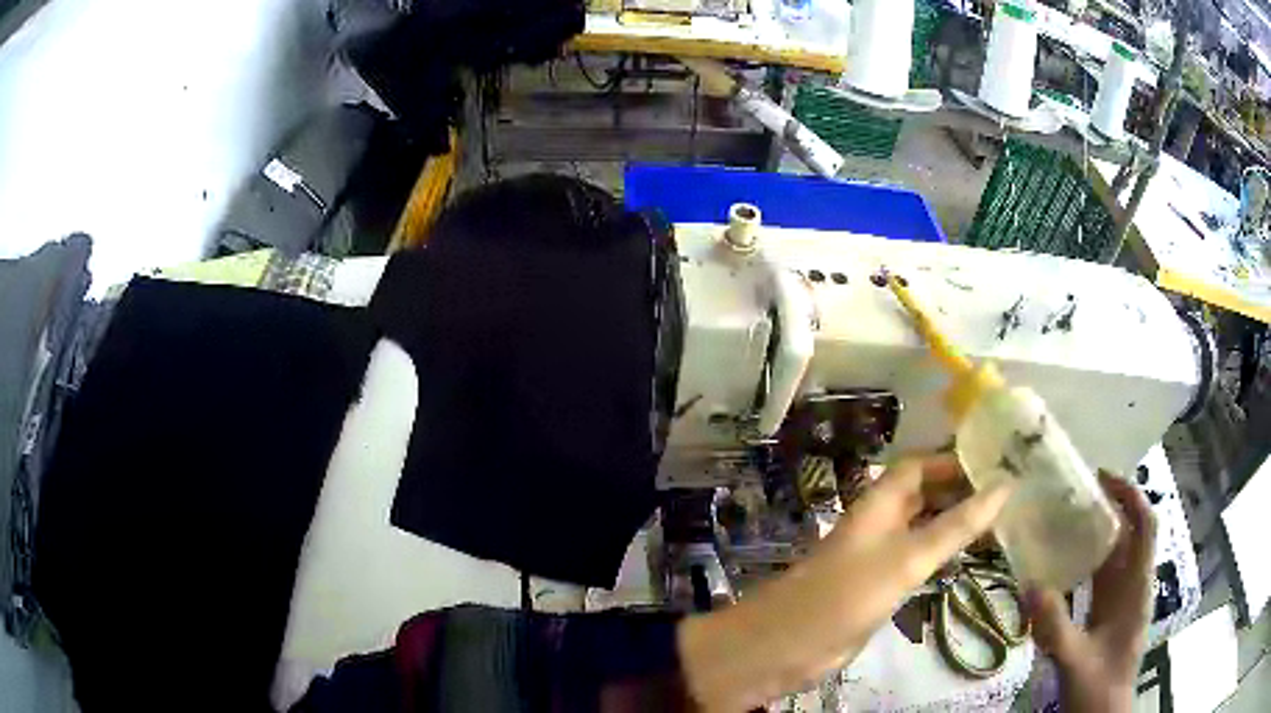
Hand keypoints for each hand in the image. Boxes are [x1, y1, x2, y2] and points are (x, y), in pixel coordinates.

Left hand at [678, 455, 1014, 711]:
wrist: (788, 645)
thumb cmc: (849, 592)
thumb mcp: (910, 556)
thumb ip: (957, 525)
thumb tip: (1006, 485)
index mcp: (880, 503)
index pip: (919, 465)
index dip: (952, 460)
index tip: (995, 463)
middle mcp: (879, 523)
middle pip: (922, 494)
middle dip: (959, 490)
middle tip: (1006, 495)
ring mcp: (877, 556)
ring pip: (921, 528)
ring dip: (953, 523)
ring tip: (998, 523)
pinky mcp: (877, 587)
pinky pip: (915, 560)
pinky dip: (940, 554)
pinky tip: (966, 560)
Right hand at [1025, 472, 1156, 712]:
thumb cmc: (1098, 689)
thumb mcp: (1074, 662)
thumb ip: (1055, 628)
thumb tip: (1029, 585)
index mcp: (1136, 588)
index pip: (1144, 526)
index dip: (1129, 496)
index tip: (1101, 479)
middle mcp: (1133, 586)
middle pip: (1129, 533)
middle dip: (1108, 507)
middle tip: (1073, 494)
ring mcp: (1121, 601)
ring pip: (1115, 554)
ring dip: (1096, 533)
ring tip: (1065, 519)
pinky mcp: (1109, 615)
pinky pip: (1102, 577)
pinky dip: (1087, 562)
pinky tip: (1063, 563)